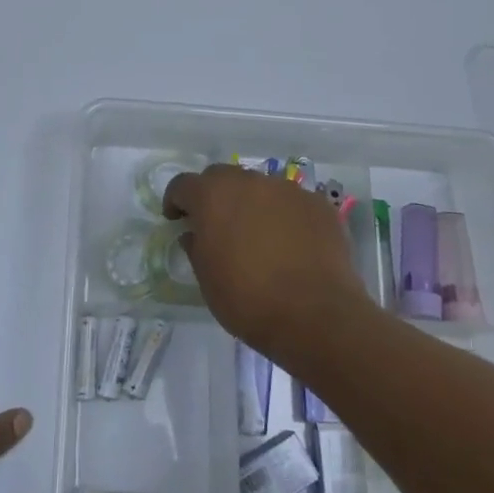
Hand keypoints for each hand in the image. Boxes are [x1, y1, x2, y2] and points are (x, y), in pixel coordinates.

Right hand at [163, 166, 377, 362]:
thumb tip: (194, 234)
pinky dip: (284, 216)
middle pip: (222, 177)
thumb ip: (196, 248)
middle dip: (214, 195)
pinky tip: (291, 244)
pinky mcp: (317, 204)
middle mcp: (249, 182)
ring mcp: (287, 190)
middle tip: (216, 224)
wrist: (316, 315)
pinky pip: (291, 203)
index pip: (183, 184)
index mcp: (213, 196)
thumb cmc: (249, 300)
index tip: (176, 220)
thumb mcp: (207, 280)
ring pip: (260, 187)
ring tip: (258, 235)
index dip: (176, 200)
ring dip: (251, 203)